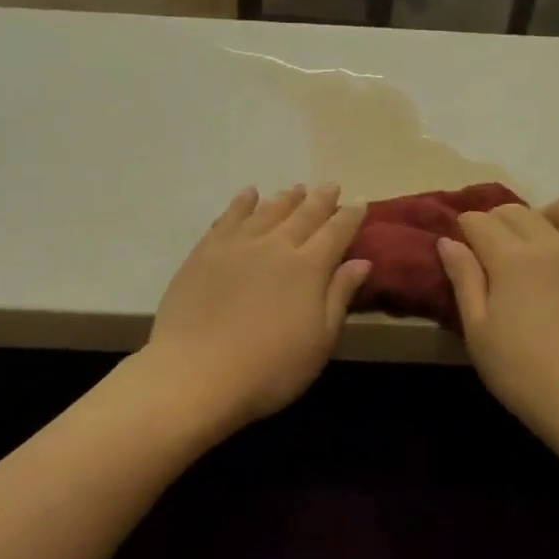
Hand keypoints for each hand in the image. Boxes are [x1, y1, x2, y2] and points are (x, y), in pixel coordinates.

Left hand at [140, 184, 370, 433]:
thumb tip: (361, 261)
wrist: (196, 373)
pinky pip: (228, 218)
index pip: (336, 232)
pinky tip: (248, 195)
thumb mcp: (319, 341)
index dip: (349, 216)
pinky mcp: (205, 252)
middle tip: (330, 186)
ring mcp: (236, 245)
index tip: (359, 202)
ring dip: (284, 199)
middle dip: (319, 200)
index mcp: (308, 267)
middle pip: (302, 215)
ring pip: (266, 211)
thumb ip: (339, 297)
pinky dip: (241, 203)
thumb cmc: (269, 368)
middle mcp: (274, 246)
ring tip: (295, 189)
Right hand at [437, 196, 558, 452]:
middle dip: (497, 221)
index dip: (465, 228)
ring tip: (540, 246)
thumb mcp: (480, 334)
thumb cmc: (527, 375)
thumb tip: (449, 243)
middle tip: (490, 250)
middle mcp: (554, 244)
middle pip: (519, 211)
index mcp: (513, 258)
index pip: (481, 222)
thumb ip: (465, 282)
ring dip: (546, 216)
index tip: (460, 244)